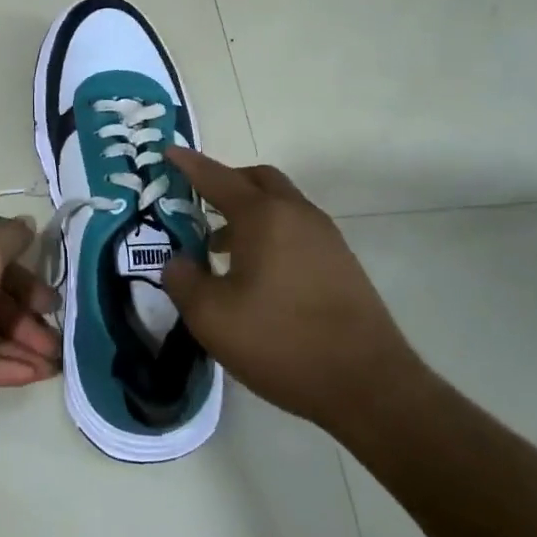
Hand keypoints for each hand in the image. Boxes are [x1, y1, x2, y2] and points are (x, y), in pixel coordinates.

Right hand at [160, 148, 423, 437]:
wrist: (368, 385)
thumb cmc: (281, 342)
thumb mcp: (211, 316)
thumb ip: (182, 279)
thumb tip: (178, 260)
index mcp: (263, 216)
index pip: (217, 177)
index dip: (189, 164)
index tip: (169, 152)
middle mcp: (297, 214)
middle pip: (257, 180)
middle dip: (224, 182)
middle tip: (197, 203)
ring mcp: (325, 237)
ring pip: (280, 205)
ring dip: (248, 212)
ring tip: (219, 247)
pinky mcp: (341, 263)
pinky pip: (296, 229)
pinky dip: (269, 233)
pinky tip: (255, 274)